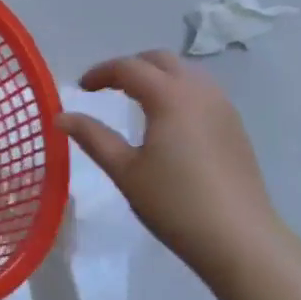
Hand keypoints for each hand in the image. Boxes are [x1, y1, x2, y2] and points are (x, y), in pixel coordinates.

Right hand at [58, 51, 283, 291]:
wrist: (240, 239)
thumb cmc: (175, 204)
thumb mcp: (125, 171)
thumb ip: (93, 137)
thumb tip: (61, 116)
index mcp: (169, 96)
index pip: (129, 68)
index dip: (101, 73)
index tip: (82, 88)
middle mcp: (199, 90)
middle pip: (161, 60)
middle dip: (131, 67)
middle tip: (108, 88)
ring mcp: (223, 106)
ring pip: (186, 73)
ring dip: (158, 76)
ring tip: (137, 100)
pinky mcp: (235, 126)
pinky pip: (202, 91)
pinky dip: (179, 91)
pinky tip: (170, 121)